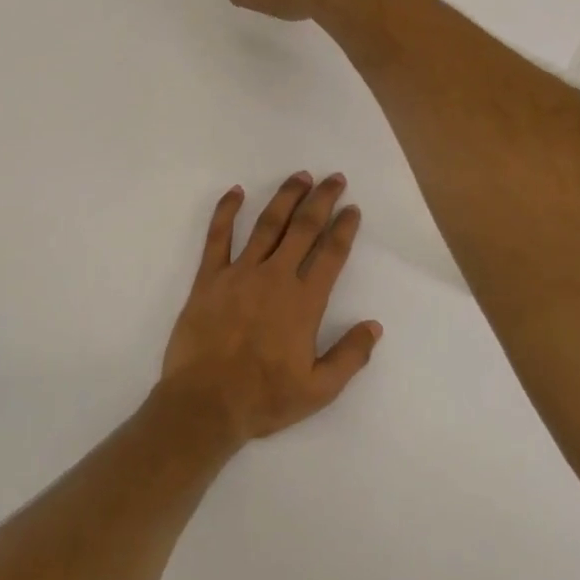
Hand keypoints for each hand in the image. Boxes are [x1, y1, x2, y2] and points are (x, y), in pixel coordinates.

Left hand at [159, 173, 381, 443]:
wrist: (205, 403)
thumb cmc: (264, 399)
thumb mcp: (319, 390)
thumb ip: (349, 356)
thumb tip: (374, 326)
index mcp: (304, 302)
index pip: (331, 254)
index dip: (344, 228)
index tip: (352, 209)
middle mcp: (275, 277)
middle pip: (303, 228)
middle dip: (321, 200)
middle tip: (334, 179)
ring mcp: (239, 273)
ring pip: (266, 224)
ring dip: (285, 197)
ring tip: (299, 177)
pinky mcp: (209, 278)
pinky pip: (217, 236)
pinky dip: (226, 211)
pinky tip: (235, 192)